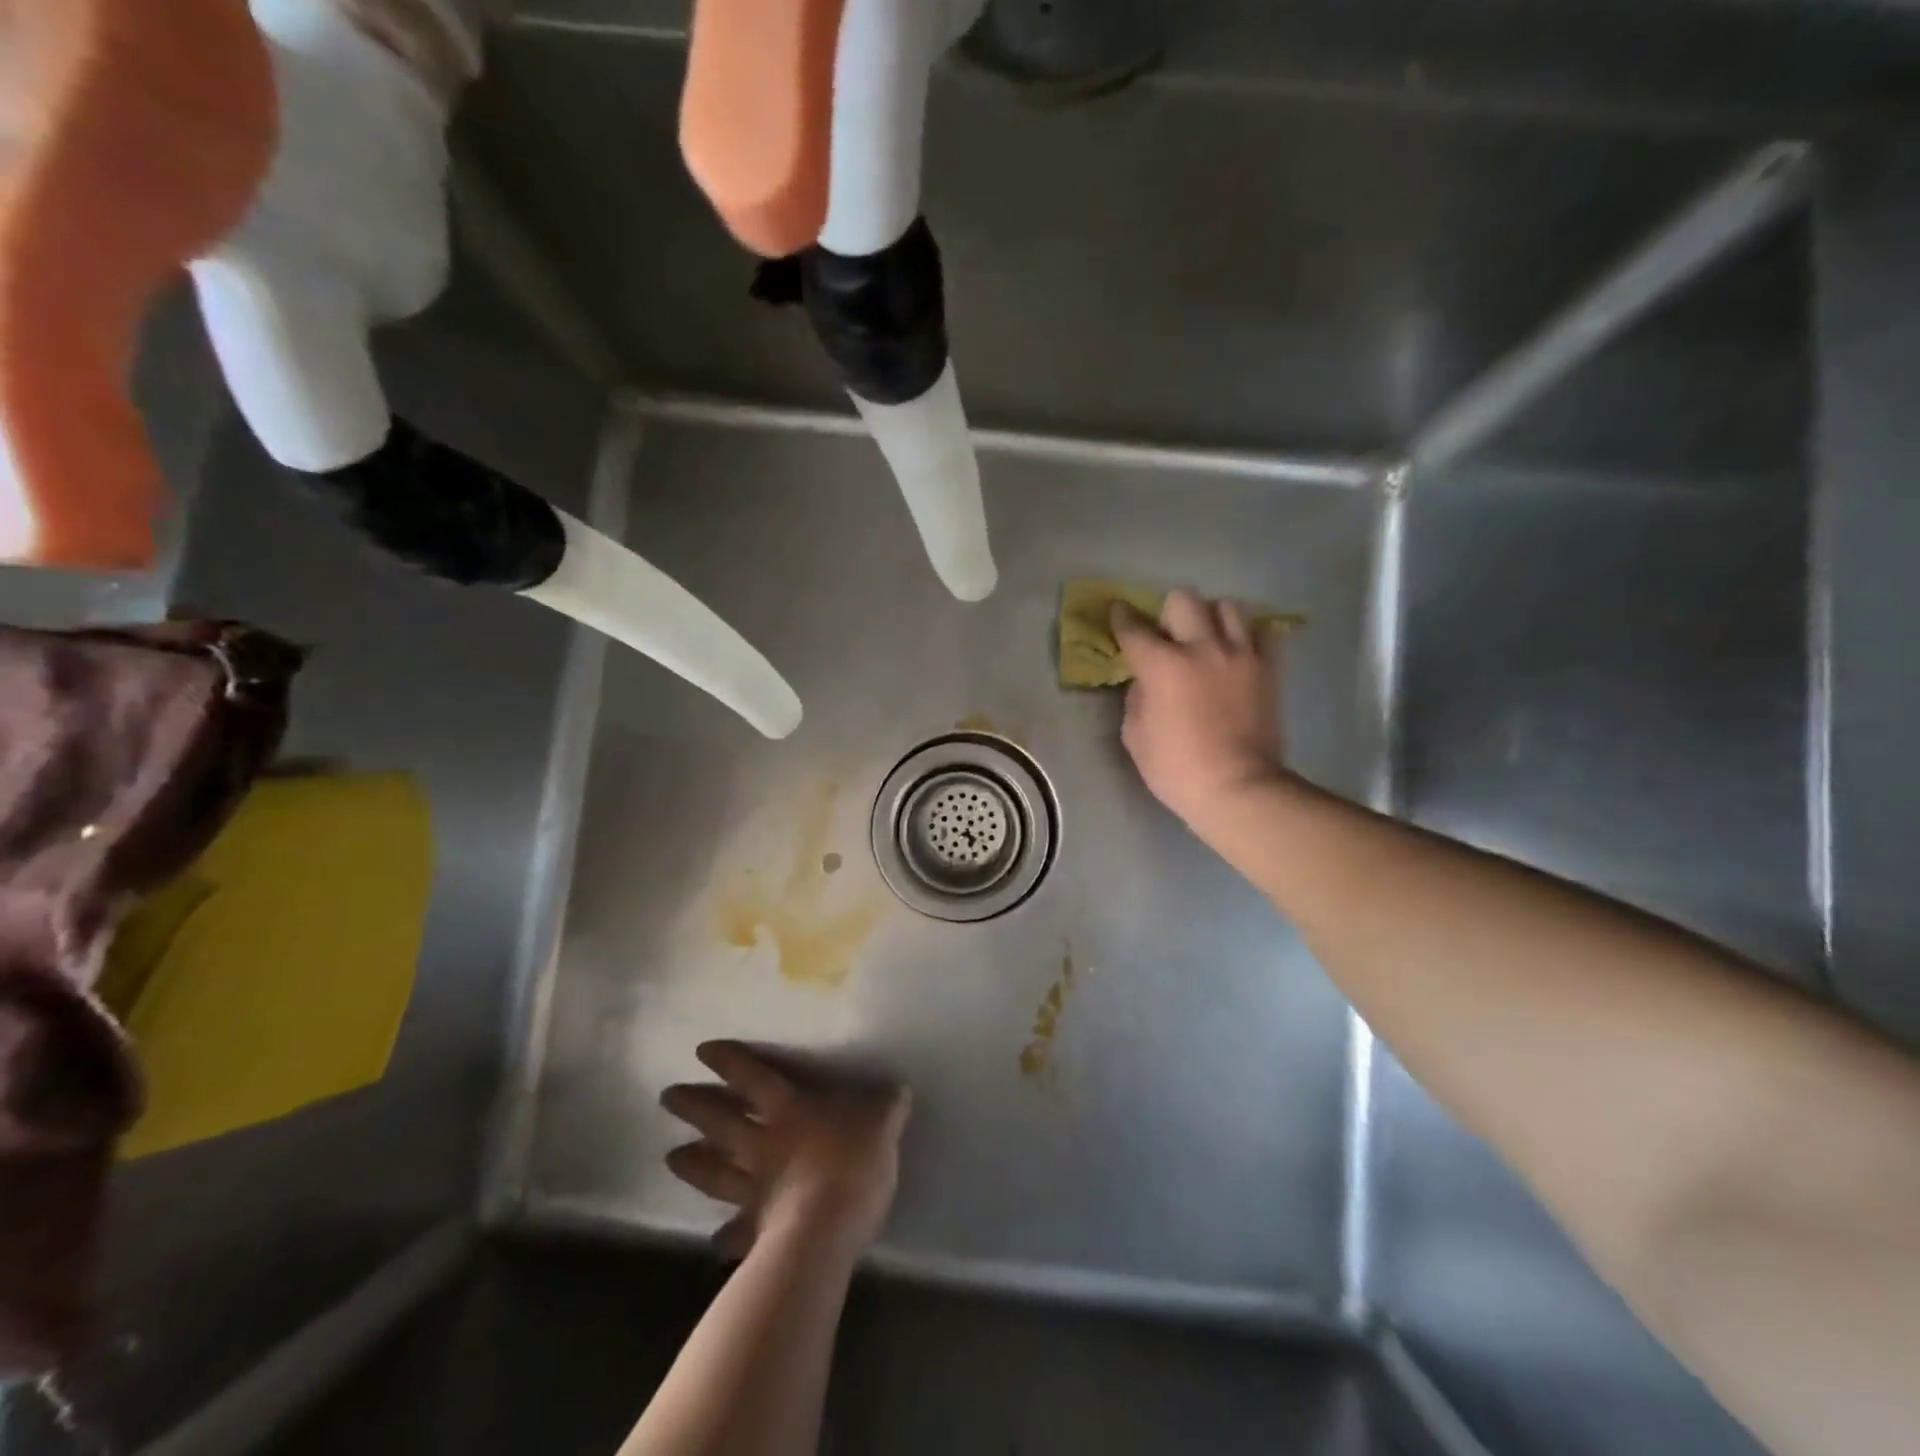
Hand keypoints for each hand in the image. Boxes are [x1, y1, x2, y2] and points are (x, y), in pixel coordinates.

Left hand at [661, 1042, 911, 1261]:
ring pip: (715, 1172)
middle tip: (667, 1097)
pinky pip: (737, 1232)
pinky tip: (714, 1241)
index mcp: (790, 1111)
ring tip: (670, 1157)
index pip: (753, 1078)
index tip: (701, 1051)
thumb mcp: (881, 1123)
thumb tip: (898, 1090)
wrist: (829, 1226)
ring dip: (693, 1164)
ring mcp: (755, 1189)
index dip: (729, 1062)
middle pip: (721, 1121)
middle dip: (694, 1106)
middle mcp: (763, 1145)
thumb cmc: (853, 1161)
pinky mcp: (758, 1230)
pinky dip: (726, 1236)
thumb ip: (885, 1107)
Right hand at [1112, 590, 1287, 829]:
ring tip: (1207, 639)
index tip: (1119, 612)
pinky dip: (1246, 637)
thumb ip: (1138, 697)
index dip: (1122, 617)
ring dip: (1211, 618)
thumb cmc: (1176, 769)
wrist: (1238, 788)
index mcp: (1162, 665)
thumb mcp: (1135, 735)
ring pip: (1227, 607)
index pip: (1134, 628)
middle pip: (1184, 600)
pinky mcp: (1268, 669)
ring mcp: (1240, 655)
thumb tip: (1147, 681)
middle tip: (1168, 635)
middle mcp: (1202, 648)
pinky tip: (1236, 653)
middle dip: (1169, 613)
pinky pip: (1261, 633)